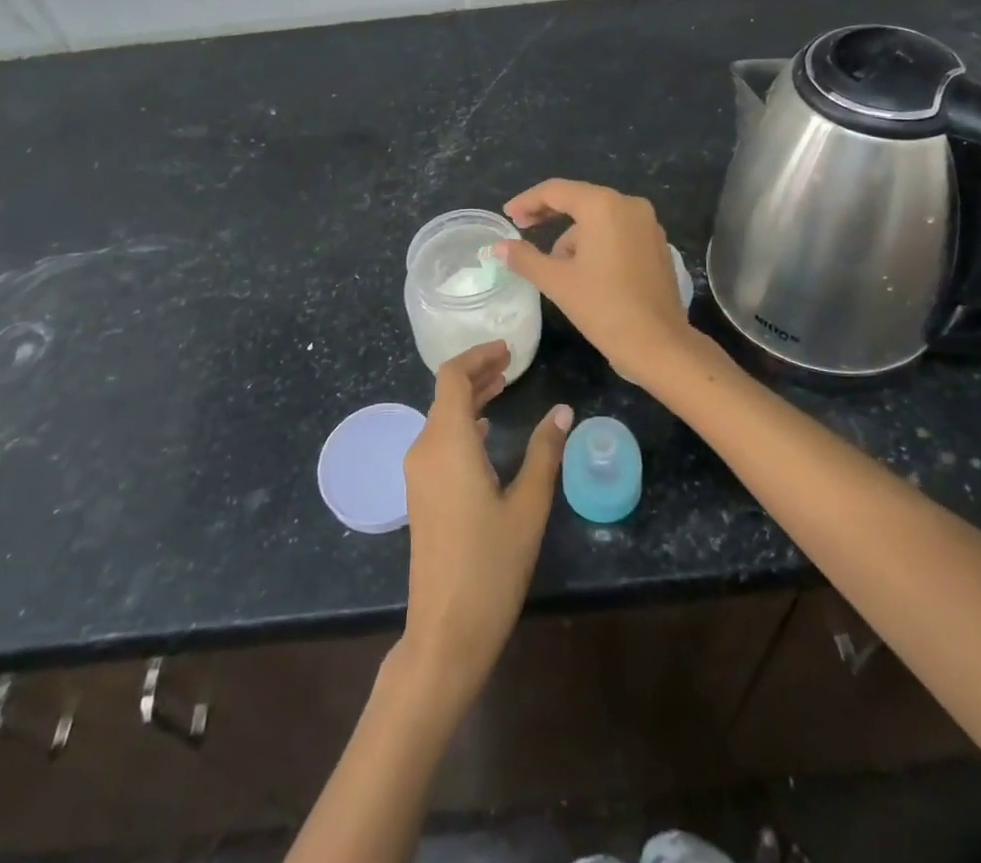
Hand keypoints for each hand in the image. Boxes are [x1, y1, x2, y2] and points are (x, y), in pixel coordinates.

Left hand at [399, 341, 571, 710]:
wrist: (446, 630)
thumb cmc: (491, 565)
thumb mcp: (528, 506)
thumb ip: (543, 452)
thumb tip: (562, 410)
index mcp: (447, 442)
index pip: (452, 377)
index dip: (478, 356)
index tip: (508, 350)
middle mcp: (424, 449)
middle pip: (445, 394)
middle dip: (477, 373)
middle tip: (512, 364)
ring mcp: (418, 473)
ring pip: (441, 417)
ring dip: (470, 397)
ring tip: (504, 387)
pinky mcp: (420, 493)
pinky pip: (438, 440)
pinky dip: (462, 423)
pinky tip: (485, 430)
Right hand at [500, 179, 694, 385]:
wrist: (658, 344)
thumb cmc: (603, 307)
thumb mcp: (557, 281)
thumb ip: (524, 258)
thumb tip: (498, 247)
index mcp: (603, 206)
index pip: (556, 191)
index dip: (527, 201)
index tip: (508, 215)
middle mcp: (629, 205)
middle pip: (580, 199)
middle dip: (549, 214)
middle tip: (522, 228)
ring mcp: (648, 224)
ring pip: (599, 219)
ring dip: (573, 235)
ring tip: (555, 267)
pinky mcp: (657, 245)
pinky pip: (618, 232)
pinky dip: (597, 242)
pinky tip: (584, 270)